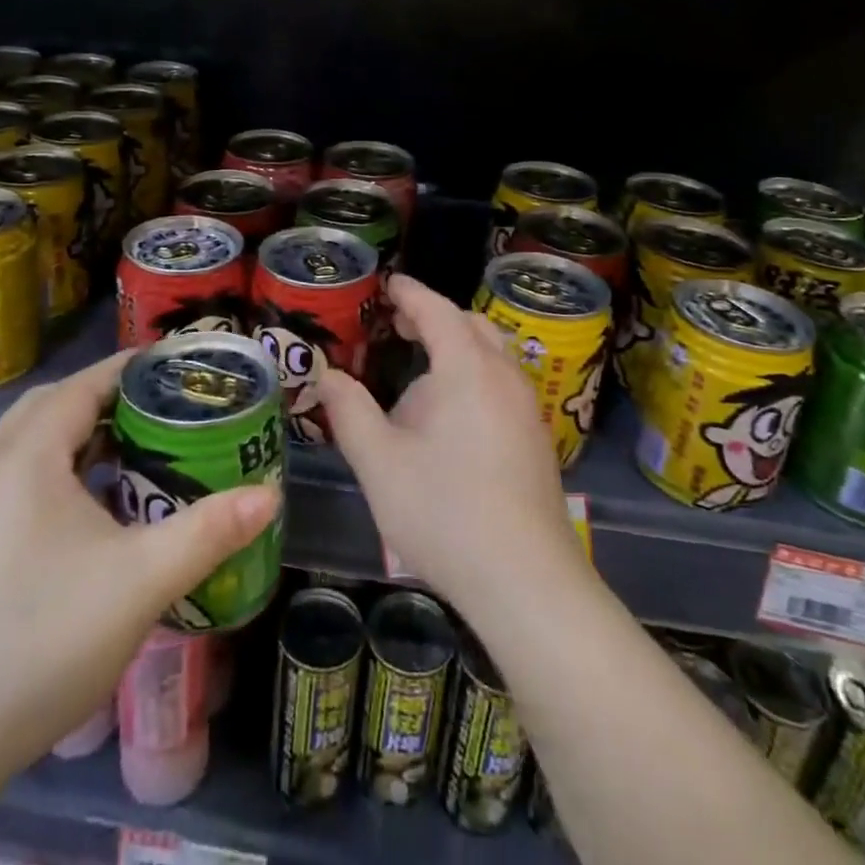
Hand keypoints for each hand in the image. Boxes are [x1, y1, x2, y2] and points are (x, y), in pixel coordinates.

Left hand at [0, 353, 279, 782]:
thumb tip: (269, 496)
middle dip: (105, 396)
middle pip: (51, 405)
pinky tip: (91, 508)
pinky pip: (18, 478)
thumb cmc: (42, 641)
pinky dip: (58, 469)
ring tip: (134, 450)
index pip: (81, 385)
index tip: (177, 366)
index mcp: (25, 459)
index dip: (129, 367)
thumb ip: (210, 531)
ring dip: (78, 433)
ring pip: (29, 443)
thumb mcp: (141, 581)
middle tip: (159, 408)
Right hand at [317, 274, 589, 627]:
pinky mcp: (536, 437)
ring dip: (457, 347)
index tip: (388, 284)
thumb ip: (349, 411)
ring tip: (422, 369)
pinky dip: (474, 373)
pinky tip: (452, 414)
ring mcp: (527, 407)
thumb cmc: (443, 511)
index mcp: (467, 368)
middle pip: (471, 325)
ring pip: (492, 354)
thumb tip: (328, 376)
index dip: (409, 293)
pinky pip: (503, 382)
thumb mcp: (378, 462)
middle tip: (399, 326)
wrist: (525, 580)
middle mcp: (504, 376)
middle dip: (434, 317)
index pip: (436, 310)